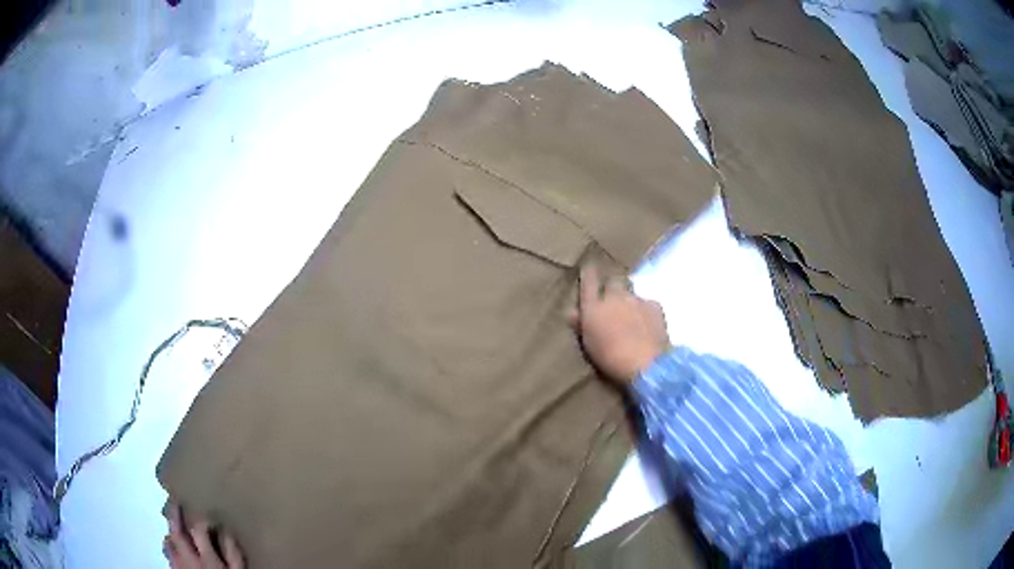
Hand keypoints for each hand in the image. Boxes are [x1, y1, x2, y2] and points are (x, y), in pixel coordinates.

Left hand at [164, 503, 244, 568]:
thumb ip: (232, 553)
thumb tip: (226, 531)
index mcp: (206, 557)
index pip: (197, 529)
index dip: (199, 518)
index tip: (202, 512)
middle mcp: (188, 559)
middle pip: (176, 532)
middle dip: (174, 515)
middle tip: (174, 501)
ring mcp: (179, 567)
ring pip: (168, 544)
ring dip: (169, 533)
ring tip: (171, 526)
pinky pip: (168, 558)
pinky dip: (169, 549)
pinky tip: (171, 548)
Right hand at [569, 264, 669, 385]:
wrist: (646, 363)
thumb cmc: (610, 359)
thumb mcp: (589, 344)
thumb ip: (581, 324)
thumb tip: (573, 311)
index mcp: (594, 306)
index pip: (588, 280)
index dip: (588, 272)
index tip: (588, 266)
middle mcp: (614, 296)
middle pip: (613, 280)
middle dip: (612, 286)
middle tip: (612, 300)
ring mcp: (636, 299)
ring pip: (630, 292)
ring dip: (628, 299)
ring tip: (631, 315)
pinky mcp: (654, 305)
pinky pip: (647, 303)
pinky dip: (645, 310)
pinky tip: (647, 324)